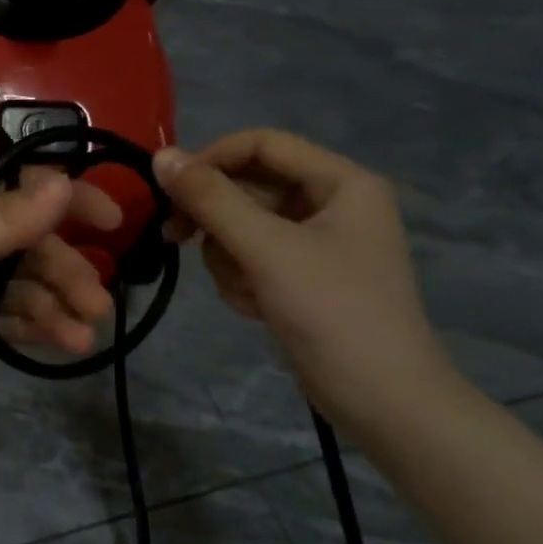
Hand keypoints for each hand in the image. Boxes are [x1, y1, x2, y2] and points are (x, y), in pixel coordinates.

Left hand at [0, 168, 121, 421]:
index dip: (66, 199)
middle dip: (63, 270)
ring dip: (53, 305)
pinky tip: (57, 344)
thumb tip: (64, 181)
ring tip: (82, 338)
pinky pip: (2, 313)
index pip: (18, 188)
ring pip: (18, 282)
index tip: (113, 223)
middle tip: (98, 306)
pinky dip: (30, 325)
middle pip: (24, 243)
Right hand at [154, 130, 455, 431]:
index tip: (169, 189)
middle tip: (177, 239)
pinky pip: (251, 257)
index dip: (212, 159)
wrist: (381, 400)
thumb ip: (210, 199)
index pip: (262, 144)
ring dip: (228, 256)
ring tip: (245, 290)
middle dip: (217, 219)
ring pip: (242, 225)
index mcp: (341, 182)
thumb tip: (161, 155)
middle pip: (248, 186)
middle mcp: (331, 203)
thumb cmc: (331, 311)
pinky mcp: (302, 276)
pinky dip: (242, 278)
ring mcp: (316, 243)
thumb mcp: (265, 248)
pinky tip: (255, 307)